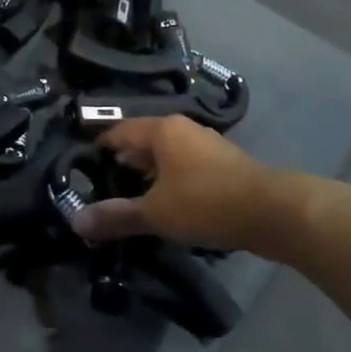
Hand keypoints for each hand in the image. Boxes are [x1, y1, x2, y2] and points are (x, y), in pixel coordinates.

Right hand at [73, 115, 350, 260]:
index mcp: (162, 130)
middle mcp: (183, 130)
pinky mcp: (223, 166)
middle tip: (101, 185)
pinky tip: (166, 205)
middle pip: (142, 142)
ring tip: (130, 198)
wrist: (274, 213)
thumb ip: (116, 216)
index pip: (119, 131)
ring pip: (165, 156)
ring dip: (148, 175)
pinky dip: (170, 182)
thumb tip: (76, 221)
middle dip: (123, 162)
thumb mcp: (155, 213)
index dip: (99, 147)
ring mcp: (206, 146)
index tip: (82, 165)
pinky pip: (184, 168)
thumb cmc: (207, 202)